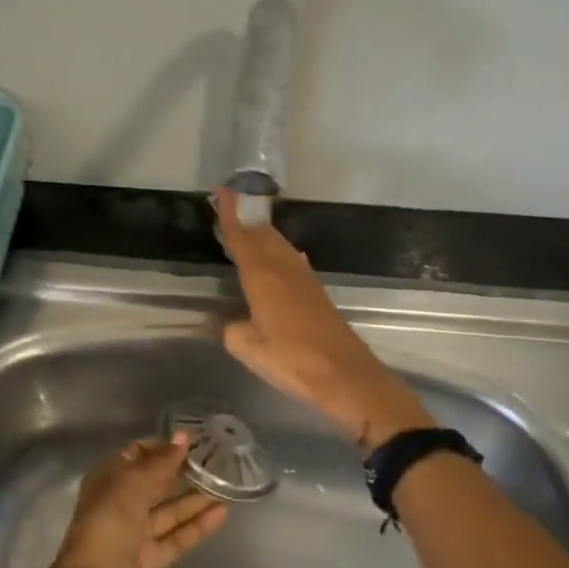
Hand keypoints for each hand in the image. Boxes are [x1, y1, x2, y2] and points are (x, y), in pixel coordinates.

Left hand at [53, 435, 227, 567]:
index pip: (135, 457)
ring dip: (193, 499)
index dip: (160, 448)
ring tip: (223, 485)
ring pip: (168, 512)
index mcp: (107, 481)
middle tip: (211, 460)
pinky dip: (197, 526)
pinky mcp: (150, 560)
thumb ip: (161, 462)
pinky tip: (221, 512)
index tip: (189, 442)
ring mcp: (134, 534)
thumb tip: (183, 437)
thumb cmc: (109, 523)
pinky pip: (176, 537)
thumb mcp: (133, 484)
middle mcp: (119, 505)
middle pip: (153, 484)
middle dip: (179, 472)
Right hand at [214, 188, 433, 449]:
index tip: (222, 191)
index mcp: (263, 278)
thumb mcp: (250, 350)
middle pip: (263, 235)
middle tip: (230, 203)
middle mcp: (284, 270)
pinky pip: (290, 260)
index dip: (230, 215)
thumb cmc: (293, 361)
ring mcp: (304, 280)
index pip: (242, 238)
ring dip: (263, 232)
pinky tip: (278, 256)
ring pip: (279, 245)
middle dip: (246, 218)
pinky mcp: (317, 294)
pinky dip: (277, 250)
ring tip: (249, 225)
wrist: (346, 376)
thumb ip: (234, 331)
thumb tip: (233, 324)